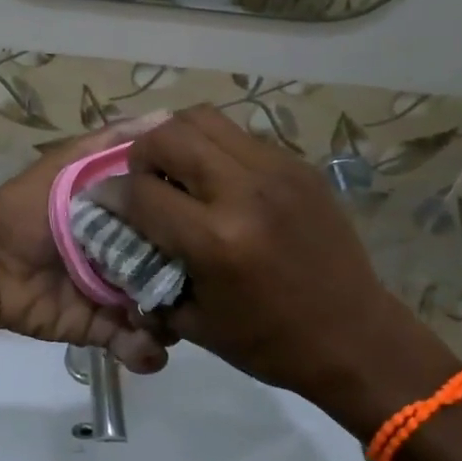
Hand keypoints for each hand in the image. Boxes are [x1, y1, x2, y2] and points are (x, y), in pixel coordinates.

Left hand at [0, 115, 172, 371]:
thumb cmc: (27, 211)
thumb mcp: (64, 167)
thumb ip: (107, 144)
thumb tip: (164, 116)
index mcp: (128, 217)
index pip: (175, 219)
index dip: (194, 223)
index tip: (211, 225)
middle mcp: (131, 254)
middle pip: (176, 269)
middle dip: (187, 282)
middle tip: (185, 285)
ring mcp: (119, 294)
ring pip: (164, 311)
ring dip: (170, 321)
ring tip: (159, 320)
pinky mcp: (103, 329)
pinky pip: (136, 345)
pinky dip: (145, 352)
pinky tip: (143, 348)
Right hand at [105, 106, 460, 430]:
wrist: (356, 337)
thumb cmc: (270, 342)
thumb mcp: (195, 321)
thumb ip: (149, 272)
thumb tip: (117, 235)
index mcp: (216, 240)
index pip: (141, 190)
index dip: (112, 194)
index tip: (105, 201)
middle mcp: (244, 192)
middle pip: (169, 134)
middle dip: (143, 154)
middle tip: (145, 180)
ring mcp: (277, 171)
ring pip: (205, 118)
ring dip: (178, 139)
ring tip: (179, 172)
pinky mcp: (298, 166)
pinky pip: (240, 136)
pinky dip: (215, 149)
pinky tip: (219, 181)